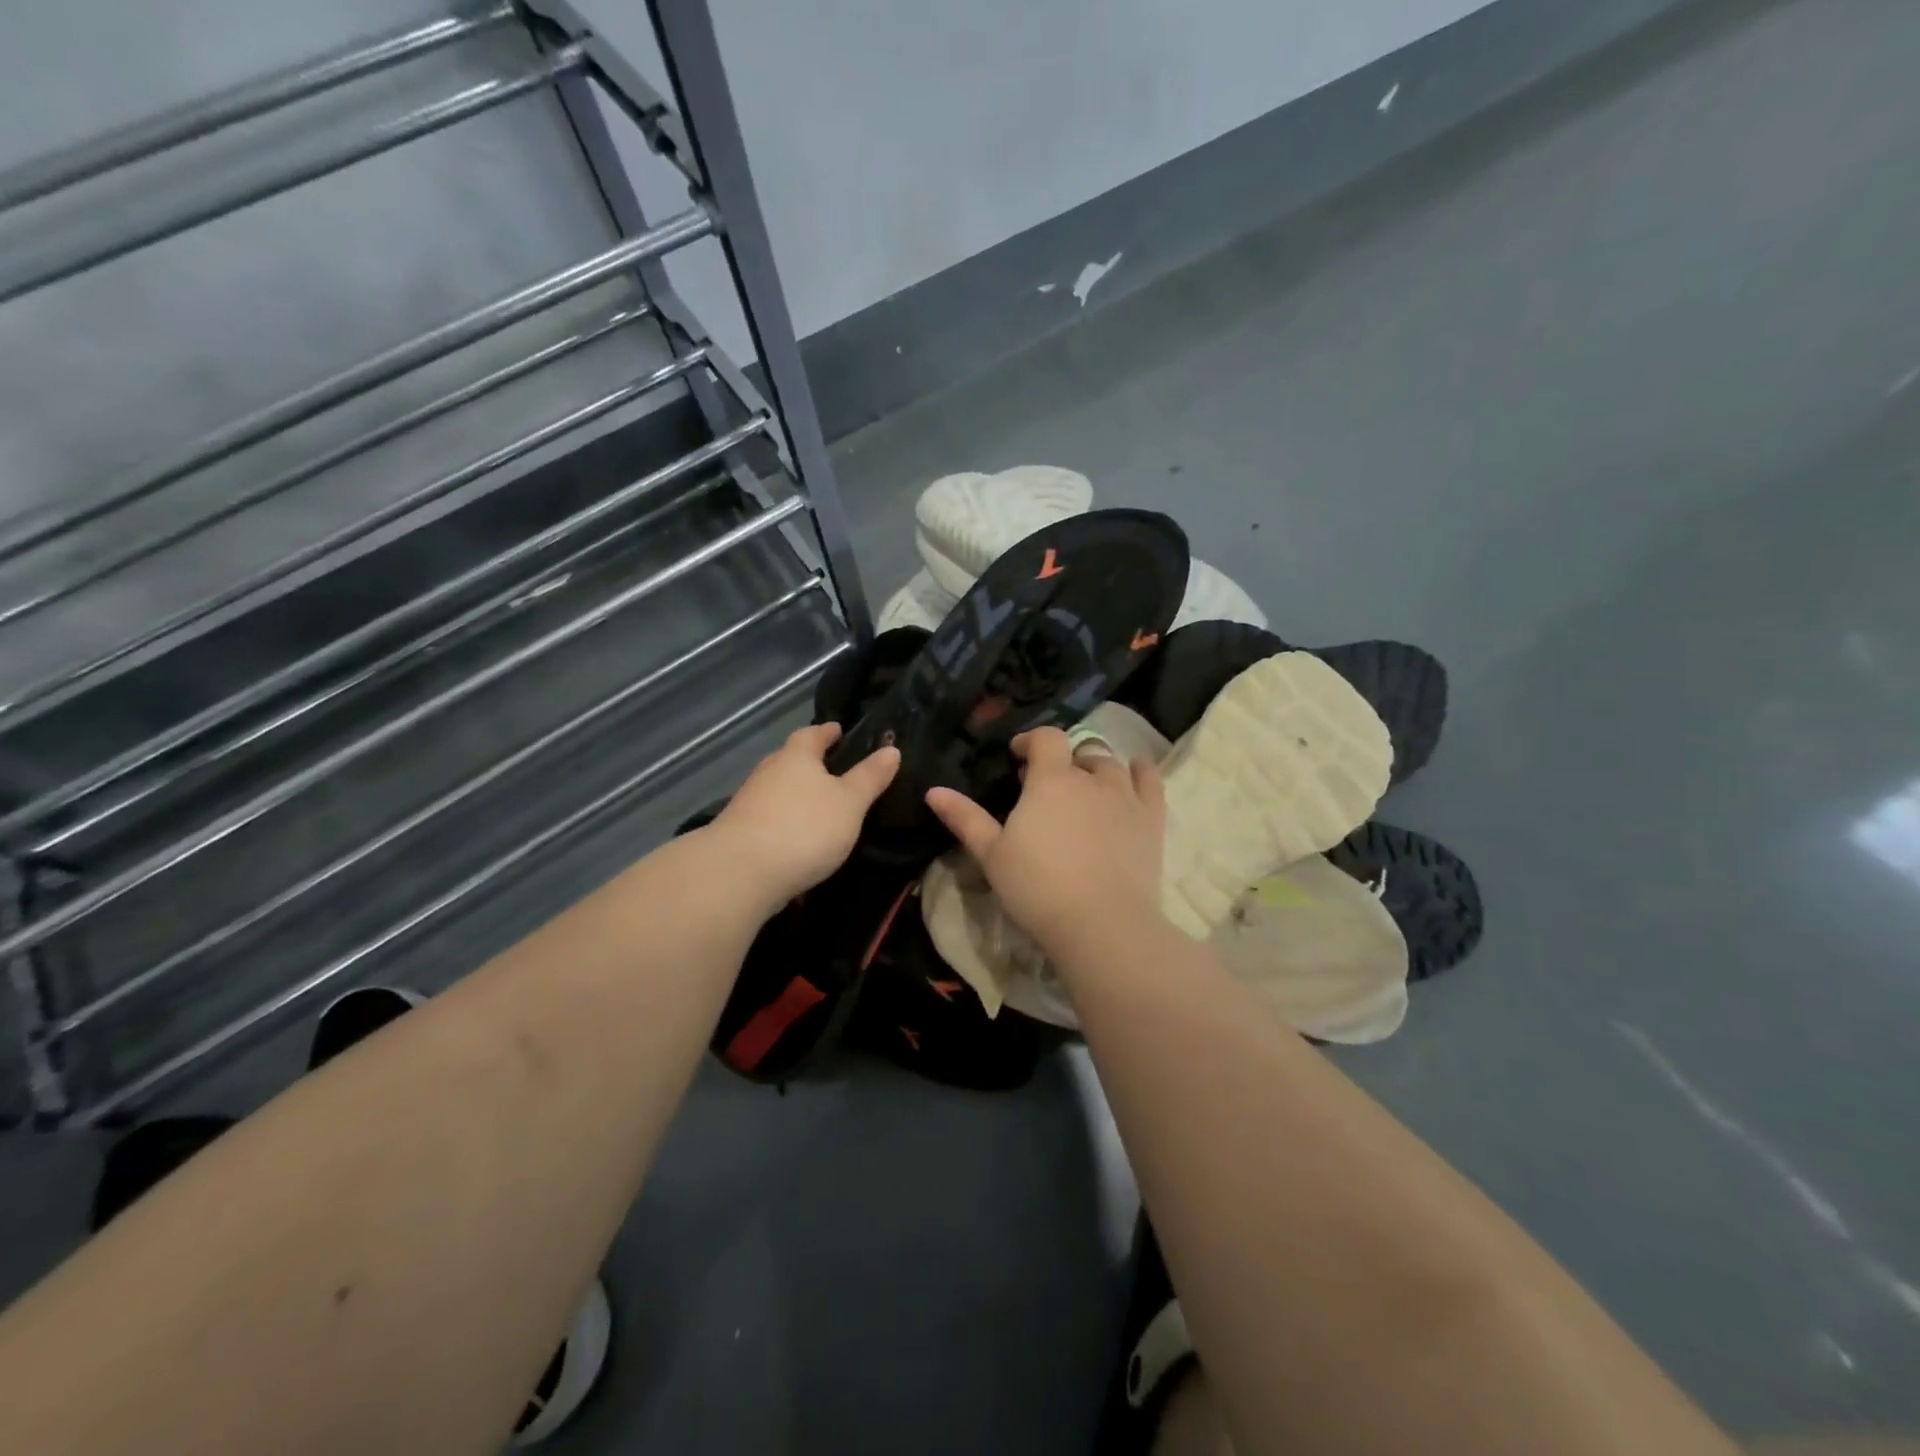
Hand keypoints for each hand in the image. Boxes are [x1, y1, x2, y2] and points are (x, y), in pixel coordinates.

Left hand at [711, 723, 899, 904]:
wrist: (740, 873)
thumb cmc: (804, 828)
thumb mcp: (850, 803)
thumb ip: (870, 777)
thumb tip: (891, 749)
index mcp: (796, 756)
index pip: (813, 734)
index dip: (828, 732)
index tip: (840, 731)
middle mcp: (769, 771)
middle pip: (791, 759)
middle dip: (811, 762)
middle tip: (836, 769)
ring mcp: (750, 802)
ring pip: (779, 788)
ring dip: (797, 793)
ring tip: (821, 805)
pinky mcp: (740, 831)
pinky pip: (770, 816)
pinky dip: (786, 819)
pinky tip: (799, 835)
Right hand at [926, 727, 1166, 958]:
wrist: (1101, 925)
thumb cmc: (1038, 888)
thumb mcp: (991, 855)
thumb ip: (965, 818)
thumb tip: (933, 791)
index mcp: (1050, 780)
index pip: (1045, 738)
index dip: (1031, 740)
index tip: (1018, 756)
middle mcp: (1091, 778)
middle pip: (1080, 751)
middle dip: (1063, 761)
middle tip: (1048, 786)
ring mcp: (1126, 796)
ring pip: (1113, 764)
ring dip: (1096, 768)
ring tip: (1086, 788)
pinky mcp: (1152, 819)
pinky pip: (1151, 780)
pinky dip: (1140, 772)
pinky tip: (1134, 775)